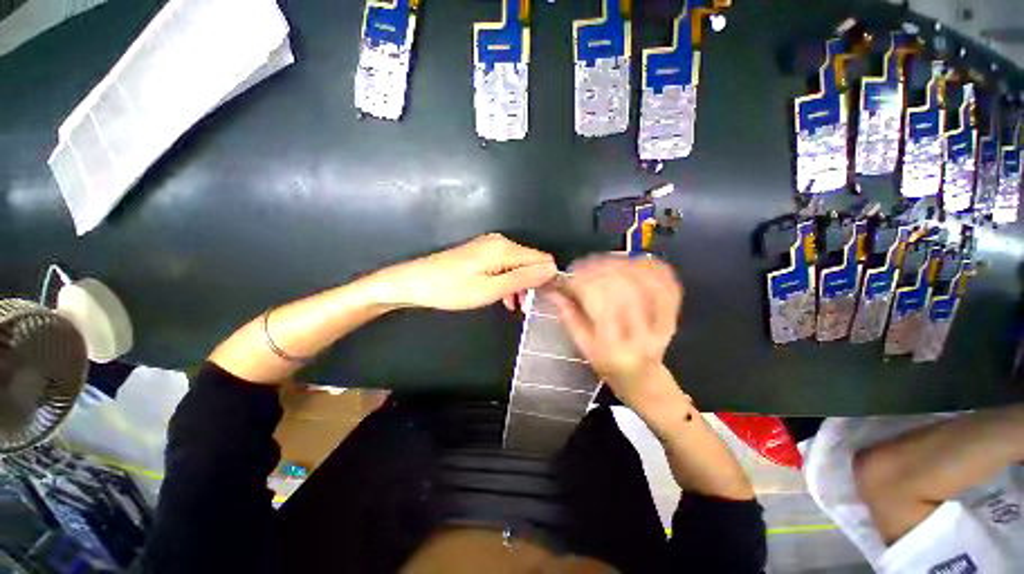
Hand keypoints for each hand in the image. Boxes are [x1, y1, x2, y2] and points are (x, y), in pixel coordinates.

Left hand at [373, 234, 557, 310]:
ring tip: (513, 306)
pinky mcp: (481, 253)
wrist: (414, 282)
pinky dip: (507, 281)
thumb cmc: (452, 289)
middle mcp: (500, 242)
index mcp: (505, 248)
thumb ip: (523, 278)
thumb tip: (553, 269)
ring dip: (519, 285)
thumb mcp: (491, 289)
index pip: (543, 259)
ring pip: (518, 265)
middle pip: (531, 261)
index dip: (546, 279)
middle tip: (524, 308)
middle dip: (532, 284)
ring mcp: (489, 246)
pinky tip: (503, 297)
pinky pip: (504, 266)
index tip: (540, 299)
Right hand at [548, 256, 682, 406]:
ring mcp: (662, 324)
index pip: (600, 304)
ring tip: (603, 262)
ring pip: (646, 282)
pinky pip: (667, 284)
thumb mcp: (583, 346)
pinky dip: (650, 267)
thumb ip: (569, 316)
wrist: (642, 377)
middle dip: (599, 270)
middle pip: (623, 289)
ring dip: (622, 265)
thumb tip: (552, 290)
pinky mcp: (673, 315)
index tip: (568, 276)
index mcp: (615, 346)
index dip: (582, 284)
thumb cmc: (608, 364)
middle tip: (582, 266)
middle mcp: (641, 334)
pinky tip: (634, 262)